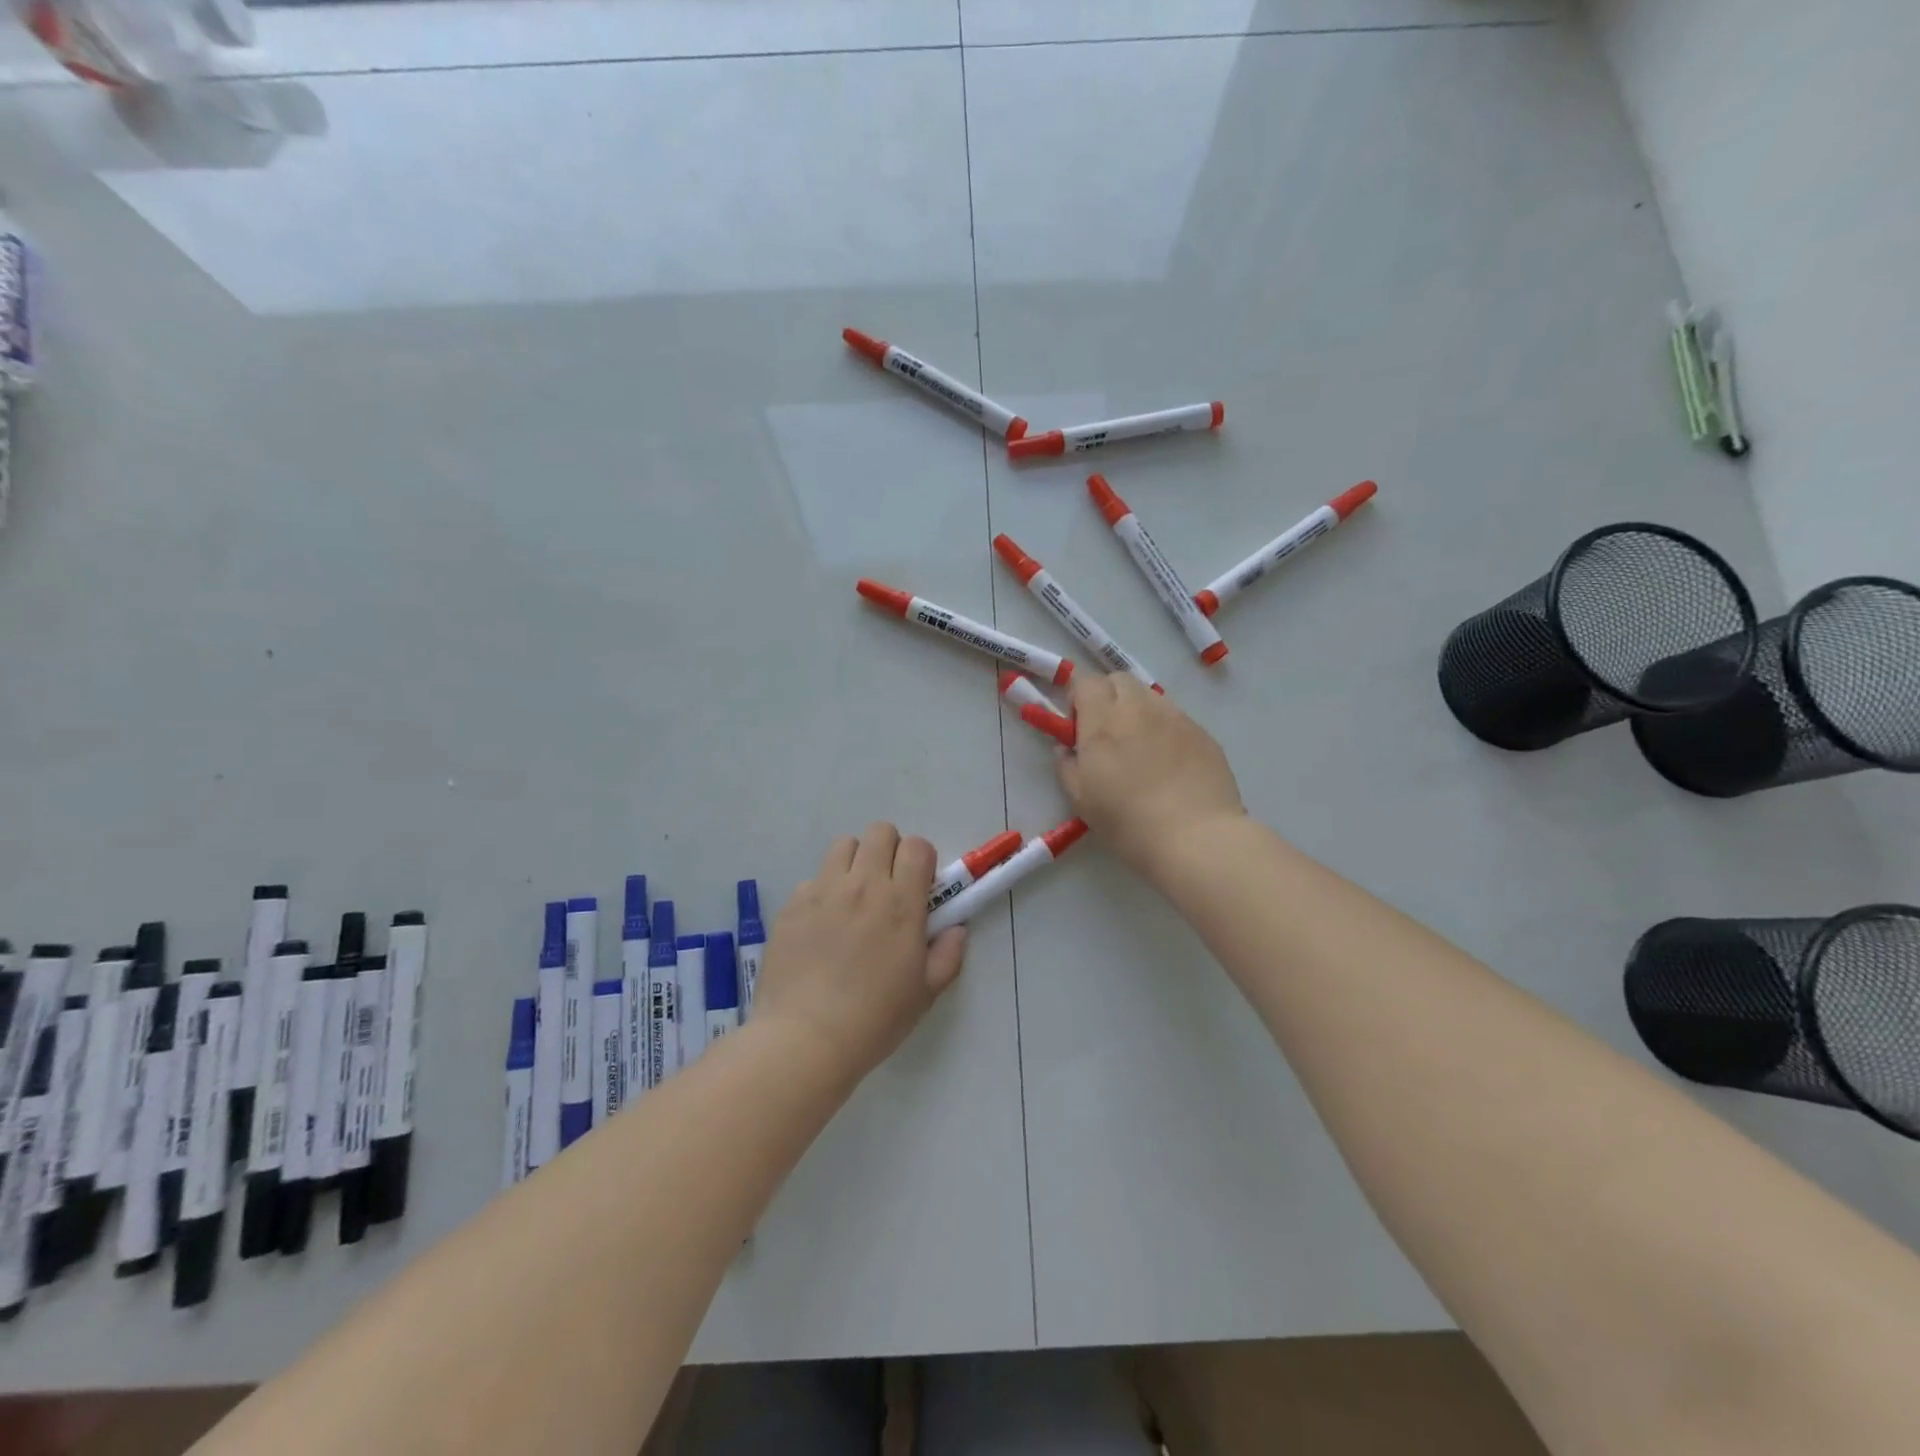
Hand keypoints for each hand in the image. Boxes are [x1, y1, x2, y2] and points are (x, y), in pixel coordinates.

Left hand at [752, 824, 967, 1082]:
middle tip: (888, 886)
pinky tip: (820, 928)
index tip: (919, 887)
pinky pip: (812, 879)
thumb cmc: (874, 1019)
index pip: (917, 846)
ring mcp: (823, 890)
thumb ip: (947, 955)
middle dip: (890, 850)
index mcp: (901, 902)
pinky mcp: (792, 904)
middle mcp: (863, 884)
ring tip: (852, 898)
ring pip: (843, 845)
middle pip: (880, 832)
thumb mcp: (925, 994)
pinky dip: (822, 892)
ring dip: (855, 862)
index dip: (922, 860)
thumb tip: (956, 929)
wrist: (805, 1038)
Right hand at [1055, 673, 1246, 879]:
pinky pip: (1176, 718)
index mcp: (1103, 721)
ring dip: (1137, 710)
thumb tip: (1066, 749)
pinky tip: (1169, 763)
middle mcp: (1139, 708)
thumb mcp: (1081, 801)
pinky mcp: (1203, 733)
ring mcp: (1175, 717)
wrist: (1196, 838)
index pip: (1086, 681)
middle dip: (1108, 696)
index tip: (1077, 724)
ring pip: (1149, 696)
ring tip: (1140, 748)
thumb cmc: (1128, 822)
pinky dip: (1165, 729)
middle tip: (1106, 732)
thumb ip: (1067, 766)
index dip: (1078, 698)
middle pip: (1119, 680)